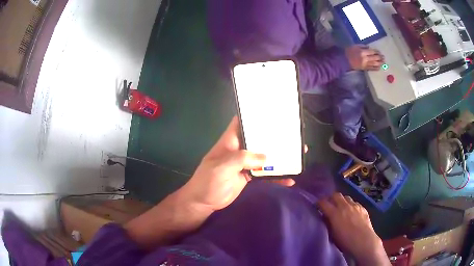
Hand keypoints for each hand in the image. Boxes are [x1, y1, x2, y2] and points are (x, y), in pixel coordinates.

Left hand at [181, 117, 293, 211]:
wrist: (203, 202)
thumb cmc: (207, 181)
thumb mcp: (221, 167)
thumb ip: (241, 159)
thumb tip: (266, 158)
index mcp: (230, 141)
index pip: (241, 122)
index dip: (253, 115)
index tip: (272, 112)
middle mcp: (239, 149)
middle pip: (258, 139)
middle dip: (274, 136)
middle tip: (293, 135)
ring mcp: (245, 163)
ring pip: (264, 156)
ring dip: (279, 157)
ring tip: (298, 155)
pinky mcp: (249, 176)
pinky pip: (265, 174)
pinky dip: (276, 177)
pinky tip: (289, 180)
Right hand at [318, 193, 389, 265]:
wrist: (363, 241)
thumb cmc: (345, 241)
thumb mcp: (332, 233)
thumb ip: (328, 222)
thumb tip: (325, 216)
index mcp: (334, 213)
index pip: (323, 202)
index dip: (319, 203)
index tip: (317, 206)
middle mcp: (344, 206)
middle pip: (336, 195)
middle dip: (331, 198)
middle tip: (329, 204)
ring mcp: (355, 206)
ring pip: (346, 197)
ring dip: (342, 201)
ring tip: (341, 208)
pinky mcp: (363, 208)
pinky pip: (355, 203)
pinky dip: (351, 206)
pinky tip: (352, 213)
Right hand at [345, 45, 383, 70]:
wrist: (344, 60)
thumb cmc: (349, 52)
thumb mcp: (355, 46)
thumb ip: (362, 46)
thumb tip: (369, 48)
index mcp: (363, 52)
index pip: (372, 52)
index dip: (377, 52)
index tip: (379, 52)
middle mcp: (365, 59)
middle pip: (375, 58)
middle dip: (380, 58)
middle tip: (383, 57)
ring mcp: (365, 64)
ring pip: (375, 64)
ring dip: (380, 63)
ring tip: (383, 62)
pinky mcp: (364, 68)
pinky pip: (372, 69)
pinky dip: (376, 68)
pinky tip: (379, 67)